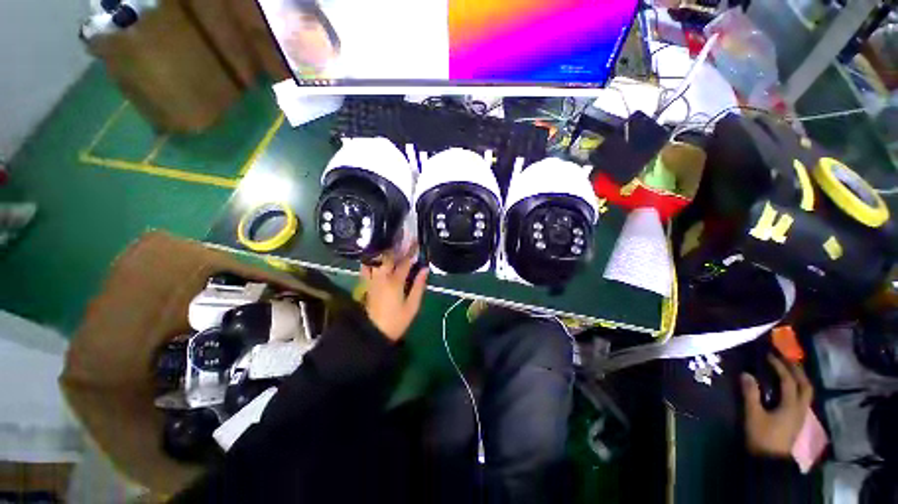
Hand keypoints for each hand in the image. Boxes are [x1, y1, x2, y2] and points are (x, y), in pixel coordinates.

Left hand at [361, 251, 428, 341]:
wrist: (373, 333)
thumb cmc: (396, 321)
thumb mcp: (412, 306)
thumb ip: (418, 286)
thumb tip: (425, 269)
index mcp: (395, 282)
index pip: (405, 262)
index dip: (411, 251)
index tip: (417, 242)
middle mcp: (381, 277)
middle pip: (388, 257)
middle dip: (397, 246)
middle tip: (403, 239)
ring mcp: (371, 280)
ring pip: (376, 260)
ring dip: (384, 251)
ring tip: (390, 244)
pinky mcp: (366, 284)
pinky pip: (366, 268)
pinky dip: (371, 260)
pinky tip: (375, 256)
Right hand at [741, 354, 813, 457]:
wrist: (770, 460)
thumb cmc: (762, 436)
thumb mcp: (753, 415)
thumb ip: (750, 394)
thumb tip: (746, 373)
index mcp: (791, 405)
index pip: (789, 381)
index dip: (779, 366)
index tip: (768, 355)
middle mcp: (800, 407)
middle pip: (805, 385)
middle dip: (796, 369)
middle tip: (784, 357)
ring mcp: (800, 414)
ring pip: (806, 392)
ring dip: (799, 378)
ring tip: (788, 368)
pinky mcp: (797, 419)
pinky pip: (802, 398)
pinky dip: (797, 387)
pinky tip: (788, 386)